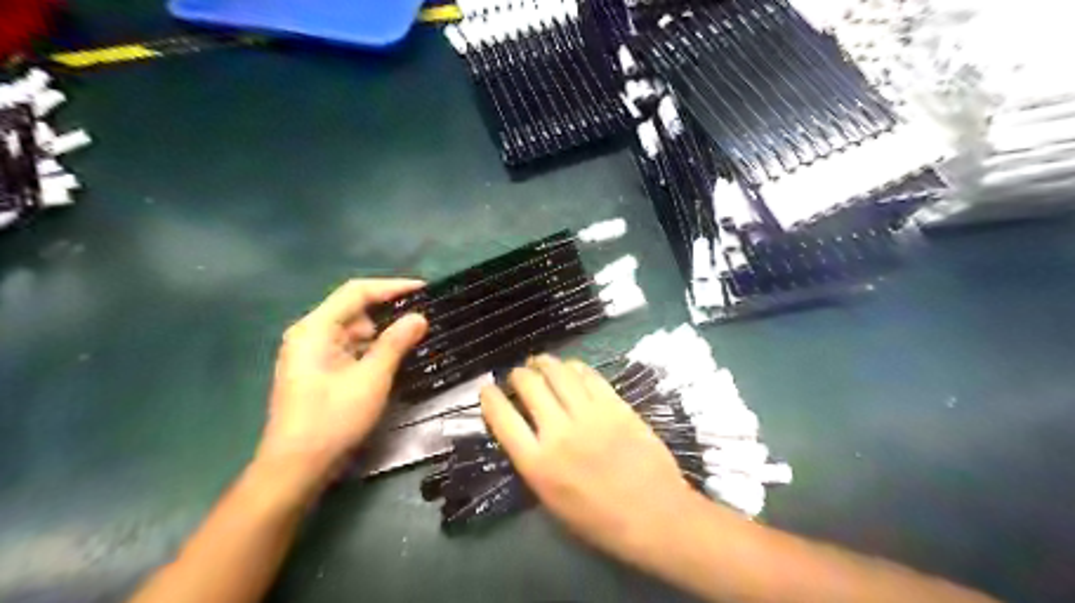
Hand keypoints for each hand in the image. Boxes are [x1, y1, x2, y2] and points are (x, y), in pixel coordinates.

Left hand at [257, 279, 427, 488]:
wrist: (296, 469)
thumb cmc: (332, 419)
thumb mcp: (371, 378)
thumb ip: (396, 343)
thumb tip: (419, 317)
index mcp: (315, 329)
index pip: (357, 292)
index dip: (393, 286)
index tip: (425, 289)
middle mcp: (310, 335)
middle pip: (355, 311)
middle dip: (391, 312)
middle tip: (427, 316)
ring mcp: (313, 356)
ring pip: (355, 333)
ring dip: (385, 333)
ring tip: (420, 334)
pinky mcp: (319, 373)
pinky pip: (351, 351)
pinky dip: (374, 350)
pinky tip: (398, 356)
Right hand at [479, 358, 697, 560]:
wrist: (655, 516)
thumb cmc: (600, 520)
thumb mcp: (552, 501)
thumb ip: (534, 462)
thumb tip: (525, 431)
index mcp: (538, 464)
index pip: (502, 418)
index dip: (489, 398)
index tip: (487, 390)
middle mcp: (559, 432)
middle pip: (529, 385)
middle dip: (518, 375)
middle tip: (518, 375)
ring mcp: (590, 415)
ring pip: (558, 372)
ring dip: (544, 363)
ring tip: (540, 362)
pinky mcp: (615, 405)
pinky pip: (589, 375)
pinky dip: (574, 367)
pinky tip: (570, 368)